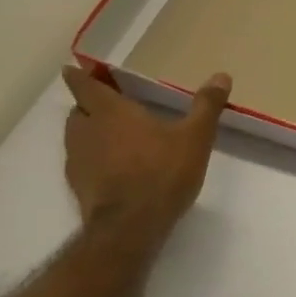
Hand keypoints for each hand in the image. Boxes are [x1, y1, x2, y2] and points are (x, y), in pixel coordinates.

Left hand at [62, 65, 231, 239]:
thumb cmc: (162, 173)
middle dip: (87, 104)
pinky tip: (111, 167)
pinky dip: (91, 158)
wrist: (130, 228)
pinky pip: (80, 162)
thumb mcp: (194, 138)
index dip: (79, 76)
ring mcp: (78, 160)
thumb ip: (206, 106)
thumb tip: (221, 75)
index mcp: (111, 112)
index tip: (73, 69)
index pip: (84, 86)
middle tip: (106, 104)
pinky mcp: (78, 186)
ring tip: (110, 135)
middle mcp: (87, 131)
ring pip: (75, 136)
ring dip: (87, 131)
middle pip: (77, 110)